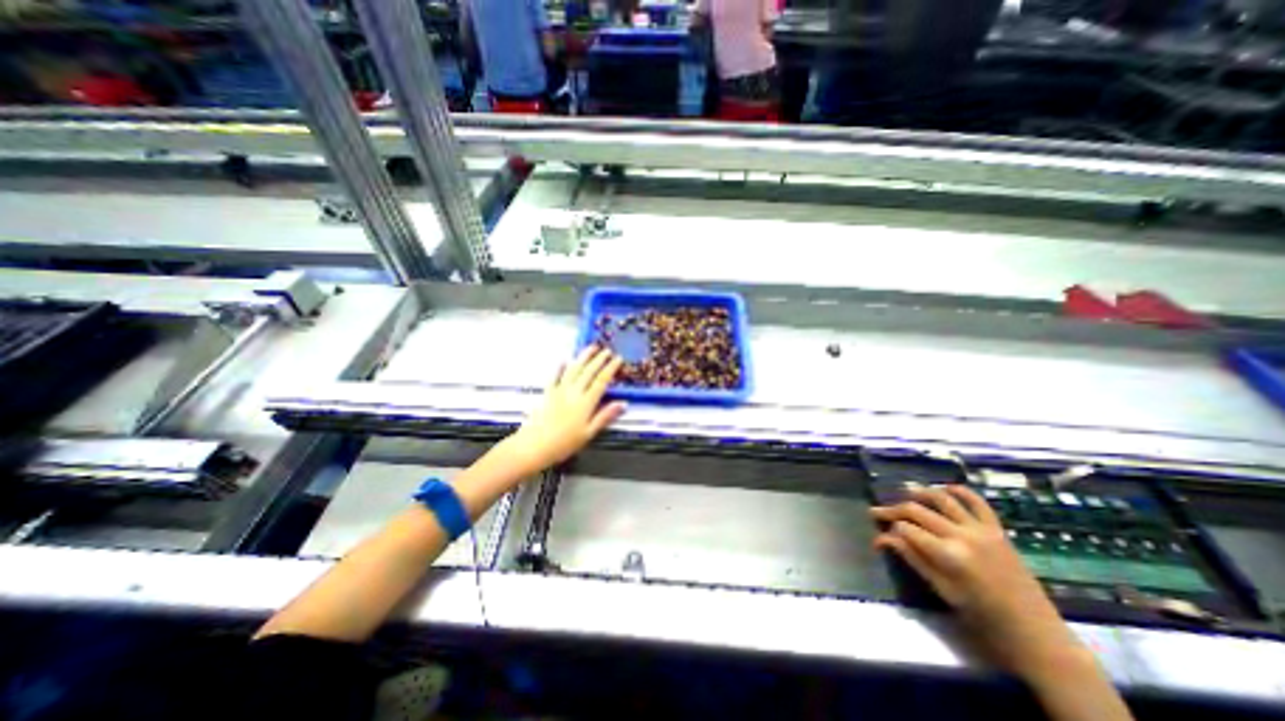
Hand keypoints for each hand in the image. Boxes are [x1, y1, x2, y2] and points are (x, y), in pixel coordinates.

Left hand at [504, 345, 626, 472]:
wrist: (534, 445)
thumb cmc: (564, 443)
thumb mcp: (589, 433)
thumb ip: (605, 416)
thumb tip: (623, 403)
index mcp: (586, 402)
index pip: (602, 380)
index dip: (611, 368)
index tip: (618, 359)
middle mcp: (574, 392)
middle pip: (589, 371)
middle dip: (599, 359)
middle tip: (607, 350)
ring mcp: (559, 390)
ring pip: (574, 369)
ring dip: (583, 357)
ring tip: (591, 347)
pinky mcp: (548, 393)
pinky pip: (555, 376)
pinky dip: (560, 367)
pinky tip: (564, 360)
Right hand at [869, 485, 1087, 681]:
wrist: (1036, 632)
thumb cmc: (983, 616)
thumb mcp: (942, 590)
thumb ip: (913, 558)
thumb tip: (883, 538)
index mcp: (948, 555)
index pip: (906, 529)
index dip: (888, 530)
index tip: (877, 536)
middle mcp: (962, 535)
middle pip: (917, 511)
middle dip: (893, 509)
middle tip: (877, 511)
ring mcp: (981, 530)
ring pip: (942, 499)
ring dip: (920, 492)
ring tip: (904, 491)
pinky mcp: (997, 530)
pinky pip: (977, 502)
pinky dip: (959, 491)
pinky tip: (944, 488)